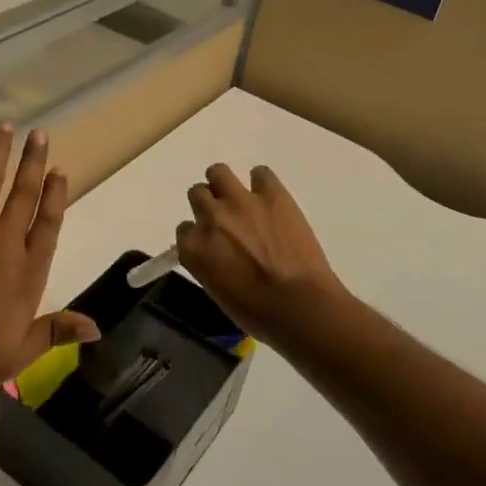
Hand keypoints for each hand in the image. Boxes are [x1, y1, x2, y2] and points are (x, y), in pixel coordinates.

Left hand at [0, 125, 99, 392]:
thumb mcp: (19, 354)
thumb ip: (56, 332)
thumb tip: (97, 328)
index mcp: (27, 271)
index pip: (48, 225)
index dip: (55, 196)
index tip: (59, 171)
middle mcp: (5, 242)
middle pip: (24, 195)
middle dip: (33, 163)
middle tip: (40, 135)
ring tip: (6, 127)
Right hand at [175, 164, 345, 345]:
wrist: (301, 306)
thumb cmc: (258, 313)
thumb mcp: (218, 292)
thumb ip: (207, 264)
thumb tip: (215, 252)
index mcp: (194, 248)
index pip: (184, 230)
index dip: (199, 236)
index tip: (212, 245)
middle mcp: (211, 217)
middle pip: (197, 194)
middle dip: (208, 205)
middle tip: (226, 221)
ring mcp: (241, 201)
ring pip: (218, 172)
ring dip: (224, 184)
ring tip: (240, 199)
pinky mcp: (272, 194)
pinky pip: (260, 173)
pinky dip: (263, 184)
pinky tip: (270, 200)